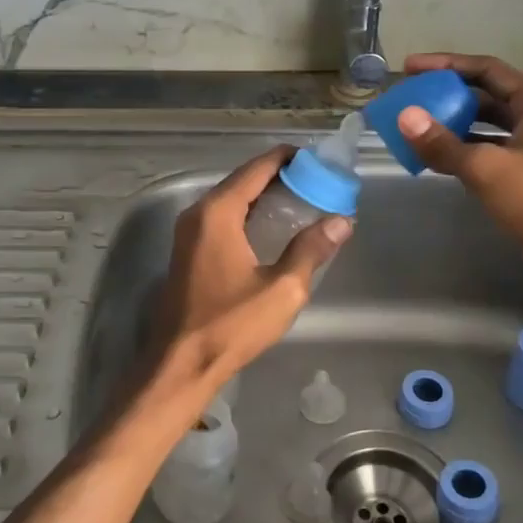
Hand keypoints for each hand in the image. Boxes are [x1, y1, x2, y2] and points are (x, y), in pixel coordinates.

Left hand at [151, 147, 351, 392]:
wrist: (180, 364)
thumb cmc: (231, 325)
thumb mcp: (282, 289)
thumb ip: (311, 250)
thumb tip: (341, 221)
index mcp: (217, 212)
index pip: (256, 168)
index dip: (287, 158)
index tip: (316, 158)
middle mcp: (198, 213)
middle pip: (242, 180)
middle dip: (278, 175)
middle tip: (316, 180)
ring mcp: (188, 232)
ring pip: (231, 199)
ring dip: (262, 195)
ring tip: (301, 199)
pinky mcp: (188, 251)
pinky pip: (221, 218)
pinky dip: (247, 213)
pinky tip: (271, 227)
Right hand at [395, 53, 522, 315]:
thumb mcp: (487, 168)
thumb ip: (442, 143)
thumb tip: (404, 116)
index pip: (487, 69)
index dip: (446, 65)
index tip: (409, 69)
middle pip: (487, 97)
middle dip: (447, 97)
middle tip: (409, 102)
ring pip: (488, 130)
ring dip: (453, 128)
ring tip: (415, 132)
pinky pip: (490, 157)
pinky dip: (463, 155)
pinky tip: (437, 163)